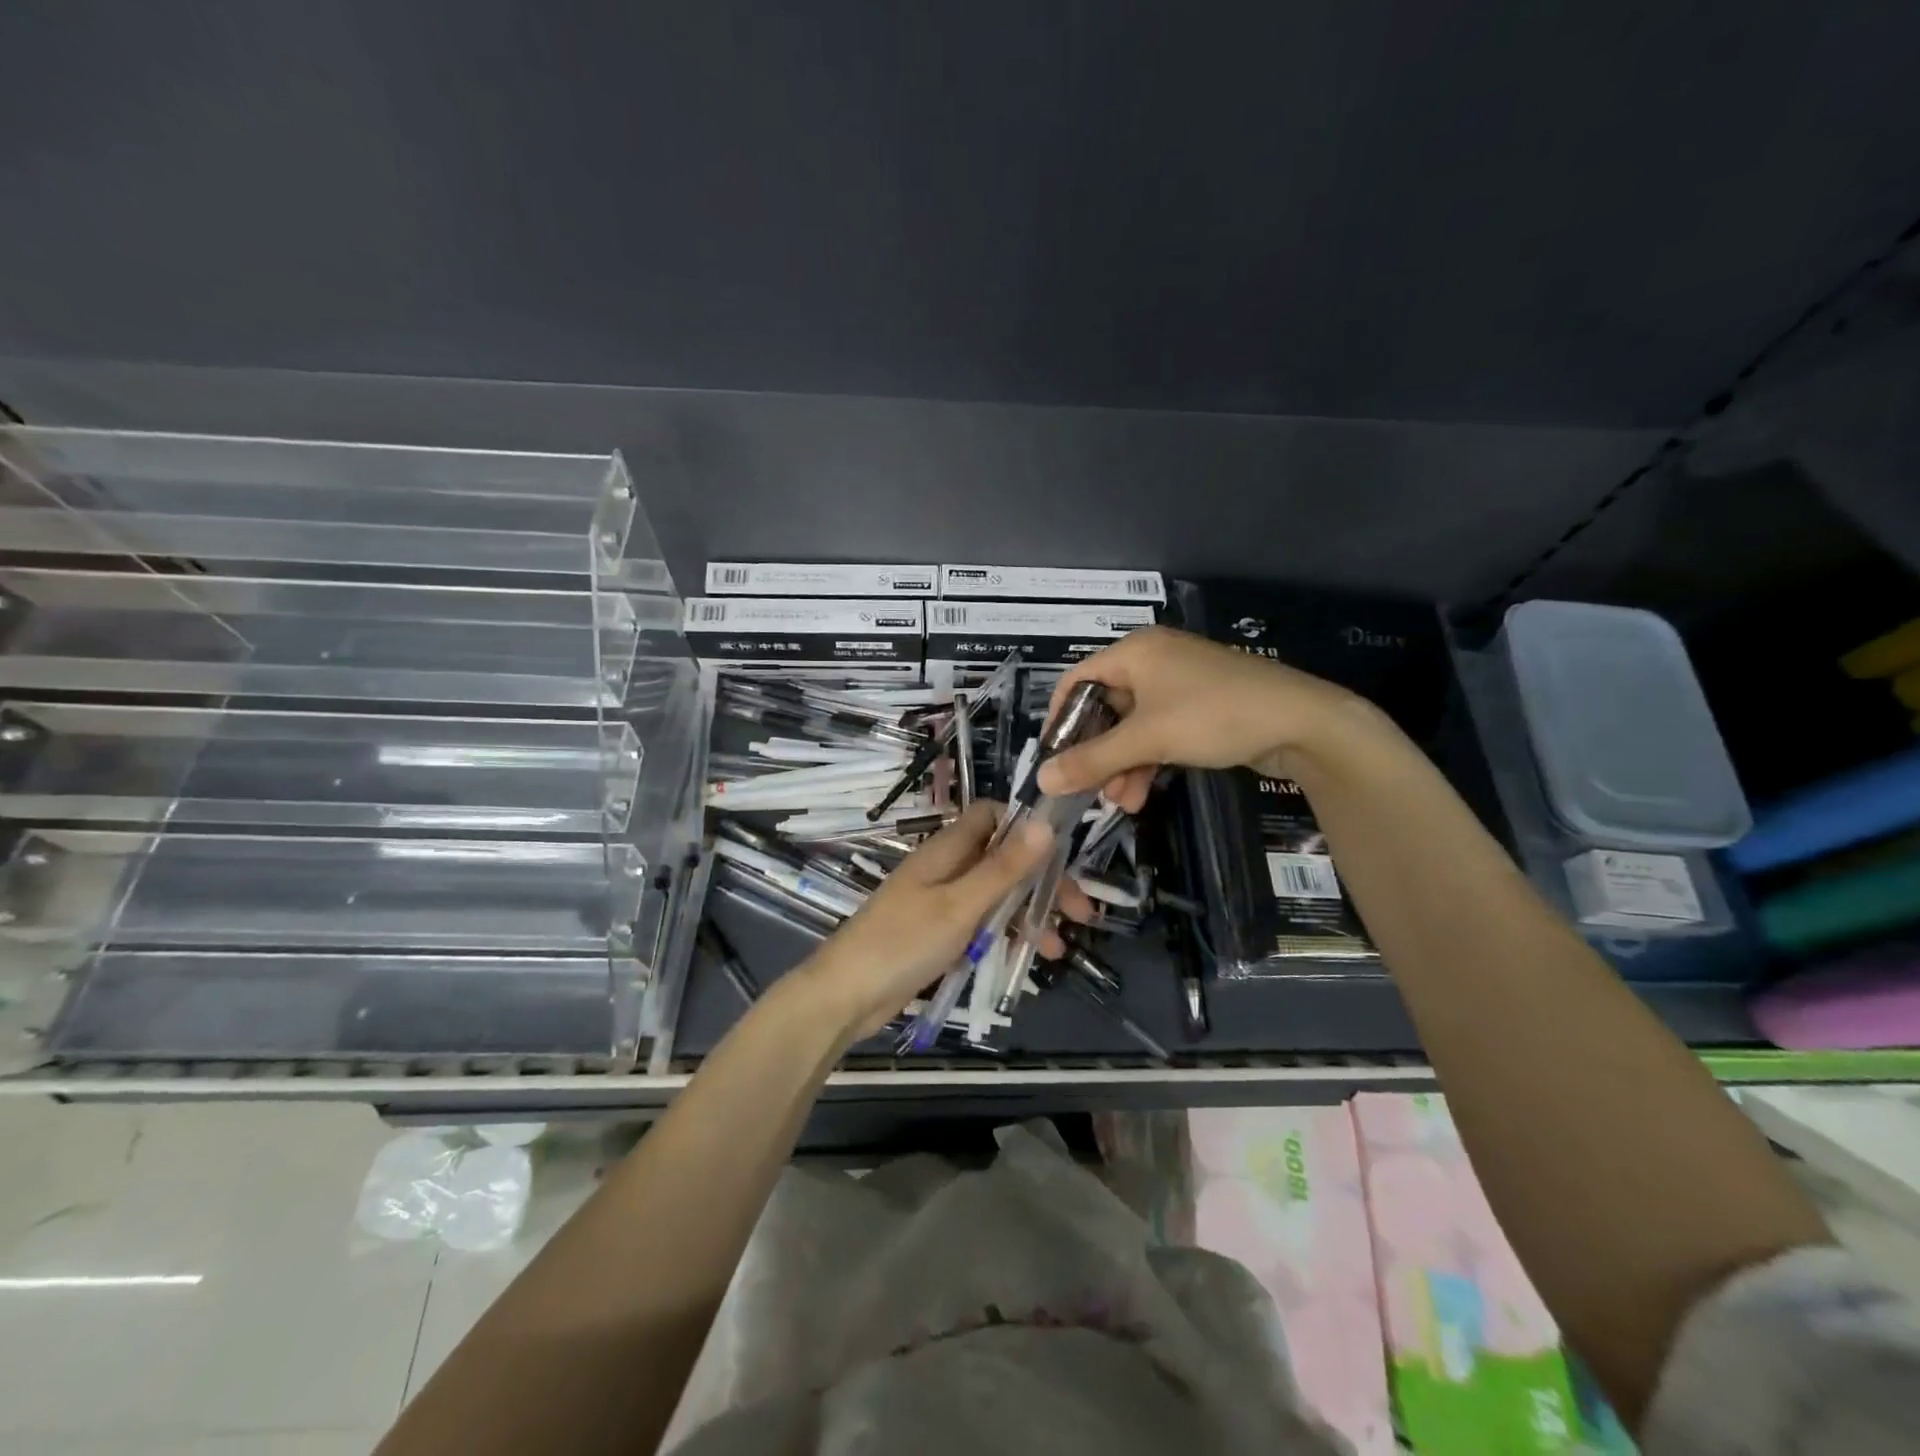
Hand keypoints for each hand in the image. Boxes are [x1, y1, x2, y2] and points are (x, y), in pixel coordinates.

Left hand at [796, 801, 1054, 1038]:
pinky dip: (1006, 935)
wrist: (846, 996)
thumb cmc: (903, 942)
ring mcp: (941, 901)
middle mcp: (947, 867)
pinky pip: (981, 923)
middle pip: (1003, 859)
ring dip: (1029, 914)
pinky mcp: (939, 932)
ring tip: (1060, 946)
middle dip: (1041, 881)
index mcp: (947, 849)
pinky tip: (1029, 958)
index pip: (992, 816)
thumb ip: (1003, 867)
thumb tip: (1045, 824)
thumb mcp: (961, 905)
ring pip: (996, 895)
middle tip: (1080, 912)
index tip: (1062, 853)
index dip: (1027, 827)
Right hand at [1035, 625, 1364, 809]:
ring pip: (1131, 726)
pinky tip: (1142, 794)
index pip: (1076, 681)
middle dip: (1097, 753)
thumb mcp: (1148, 739)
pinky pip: (1157, 732)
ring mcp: (1178, 684)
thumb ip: (1092, 760)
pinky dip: (1146, 761)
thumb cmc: (1214, 716)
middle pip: (1104, 708)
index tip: (1053, 760)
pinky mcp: (1198, 707)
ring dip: (1121, 765)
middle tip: (1090, 790)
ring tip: (1121, 802)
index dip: (1059, 721)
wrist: (1302, 722)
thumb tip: (1041, 780)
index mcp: (1135, 652)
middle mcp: (1152, 661)